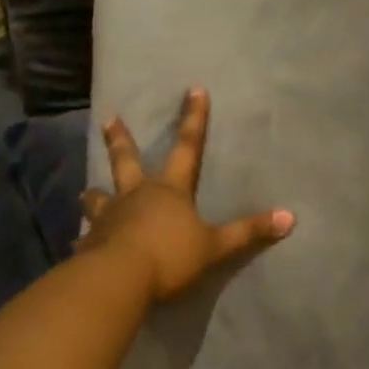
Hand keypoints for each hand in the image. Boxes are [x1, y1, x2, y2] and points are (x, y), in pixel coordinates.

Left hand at [80, 88, 293, 301]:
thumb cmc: (170, 256)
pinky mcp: (91, 243)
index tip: (194, 89)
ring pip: (98, 198)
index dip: (194, 119)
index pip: (188, 147)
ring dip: (93, 195)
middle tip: (108, 119)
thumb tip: (290, 217)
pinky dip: (85, 242)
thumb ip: (248, 232)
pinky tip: (78, 247)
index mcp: (169, 190)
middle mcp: (136, 195)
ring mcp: (109, 217)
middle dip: (119, 139)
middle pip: (126, 160)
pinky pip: (87, 239)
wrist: (120, 279)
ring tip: (85, 192)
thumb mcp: (215, 246)